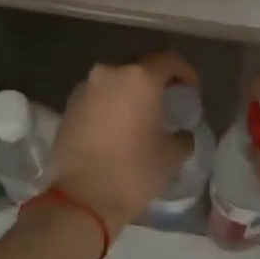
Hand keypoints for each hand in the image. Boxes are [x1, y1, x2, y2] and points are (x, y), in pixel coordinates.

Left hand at [54, 50, 199, 236]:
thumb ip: (183, 136)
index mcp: (140, 78)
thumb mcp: (172, 156)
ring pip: (116, 83)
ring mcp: (85, 88)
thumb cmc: (134, 172)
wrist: (82, 198)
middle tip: (167, 105)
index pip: (170, 60)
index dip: (186, 73)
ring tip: (140, 118)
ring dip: (130, 94)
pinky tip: (117, 128)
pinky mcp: (68, 106)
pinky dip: (110, 105)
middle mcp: (110, 73)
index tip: (191, 92)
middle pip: (140, 69)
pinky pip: (97, 97)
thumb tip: (182, 133)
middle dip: (155, 84)